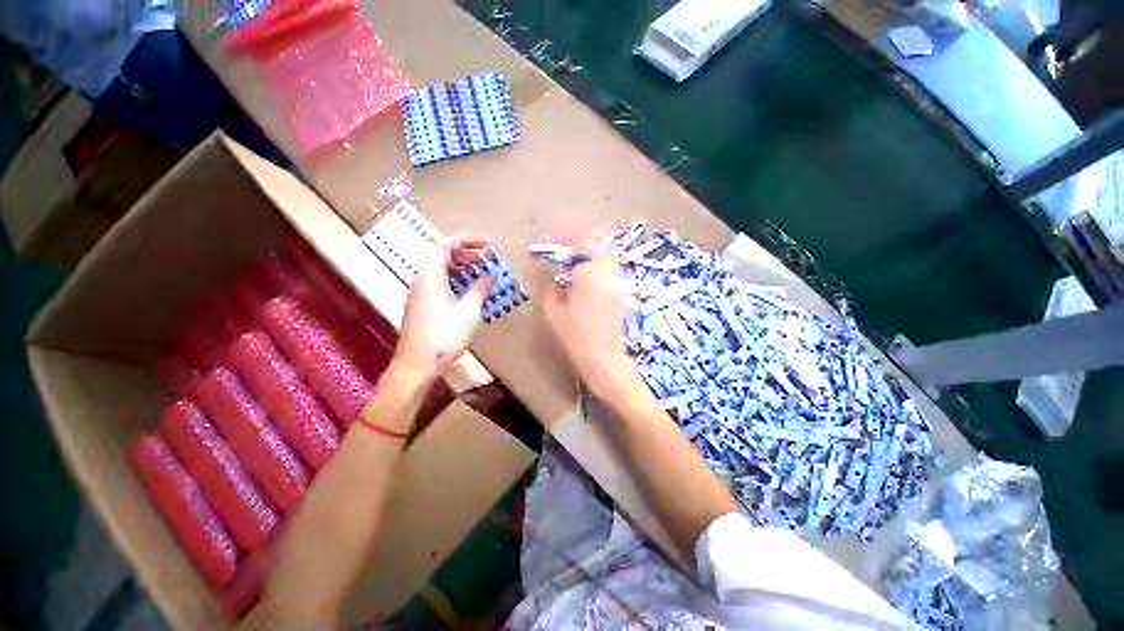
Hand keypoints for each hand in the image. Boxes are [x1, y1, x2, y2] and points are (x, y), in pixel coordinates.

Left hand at [394, 236, 494, 379]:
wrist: (417, 364)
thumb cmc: (444, 336)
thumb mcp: (468, 311)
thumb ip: (480, 289)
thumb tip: (492, 275)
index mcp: (430, 275)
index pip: (446, 244)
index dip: (468, 240)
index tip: (489, 245)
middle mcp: (421, 279)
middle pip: (442, 255)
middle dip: (466, 253)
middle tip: (487, 259)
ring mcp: (419, 292)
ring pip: (441, 269)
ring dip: (461, 266)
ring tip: (481, 272)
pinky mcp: (422, 304)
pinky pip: (439, 282)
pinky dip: (455, 279)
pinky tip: (469, 289)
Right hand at [542, 230, 639, 398]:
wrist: (604, 359)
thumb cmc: (575, 336)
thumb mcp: (553, 310)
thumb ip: (551, 285)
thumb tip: (552, 272)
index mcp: (589, 272)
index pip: (580, 240)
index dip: (567, 232)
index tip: (555, 233)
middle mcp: (608, 270)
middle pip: (599, 240)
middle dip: (582, 236)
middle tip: (568, 243)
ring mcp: (619, 280)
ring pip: (608, 252)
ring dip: (593, 247)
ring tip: (578, 255)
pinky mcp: (623, 290)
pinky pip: (612, 266)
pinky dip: (601, 261)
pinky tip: (589, 271)